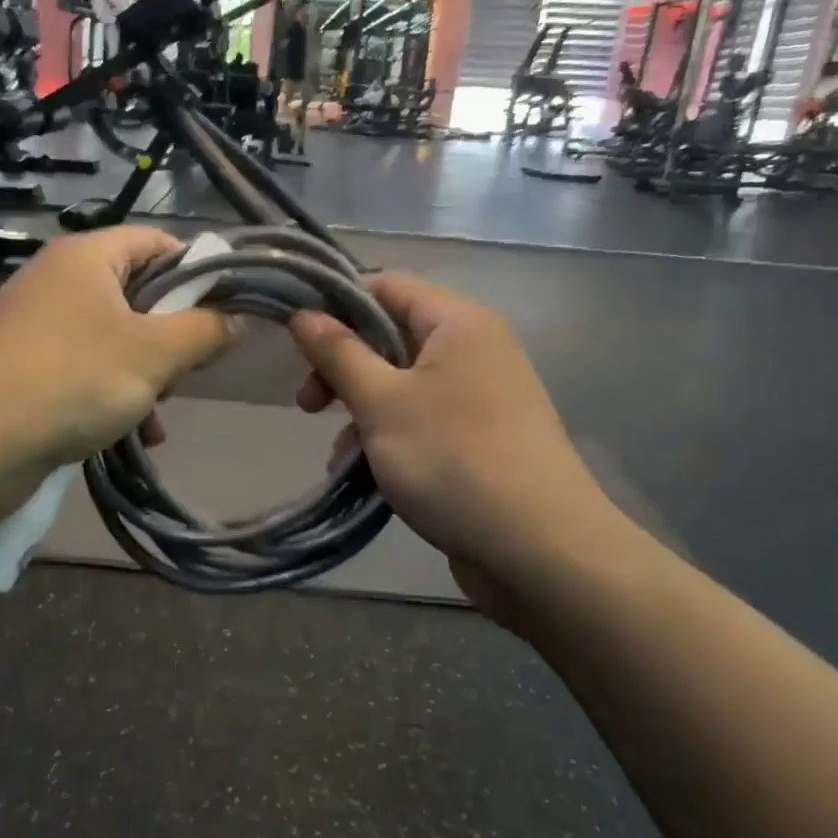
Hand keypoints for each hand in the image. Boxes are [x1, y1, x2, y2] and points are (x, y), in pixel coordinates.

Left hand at [0, 227, 239, 475]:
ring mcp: (37, 322)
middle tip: (187, 370)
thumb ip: (205, 331)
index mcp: (88, 256)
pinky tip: (134, 433)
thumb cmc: (73, 379)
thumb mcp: (155, 354)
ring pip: (114, 336)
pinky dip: (113, 392)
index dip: (197, 272)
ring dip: (147, 373)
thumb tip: (237, 317)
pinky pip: (85, 367)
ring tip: (159, 410)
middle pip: (138, 291)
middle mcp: (59, 278)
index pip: (158, 242)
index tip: (221, 314)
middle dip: (171, 334)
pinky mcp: (25, 364)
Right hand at [289, 274, 623, 621]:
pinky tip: (364, 475)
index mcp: (458, 323)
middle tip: (308, 405)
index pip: (387, 287)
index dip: (337, 306)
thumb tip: (303, 314)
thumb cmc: (452, 459)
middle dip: (344, 369)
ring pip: (401, 385)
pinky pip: (421, 421)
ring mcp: (480, 397)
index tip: (297, 342)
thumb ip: (338, 354)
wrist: (540, 550)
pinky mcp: (479, 439)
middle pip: (391, 338)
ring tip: (339, 456)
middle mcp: (474, 349)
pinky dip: (389, 439)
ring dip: (362, 413)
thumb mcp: (381, 402)